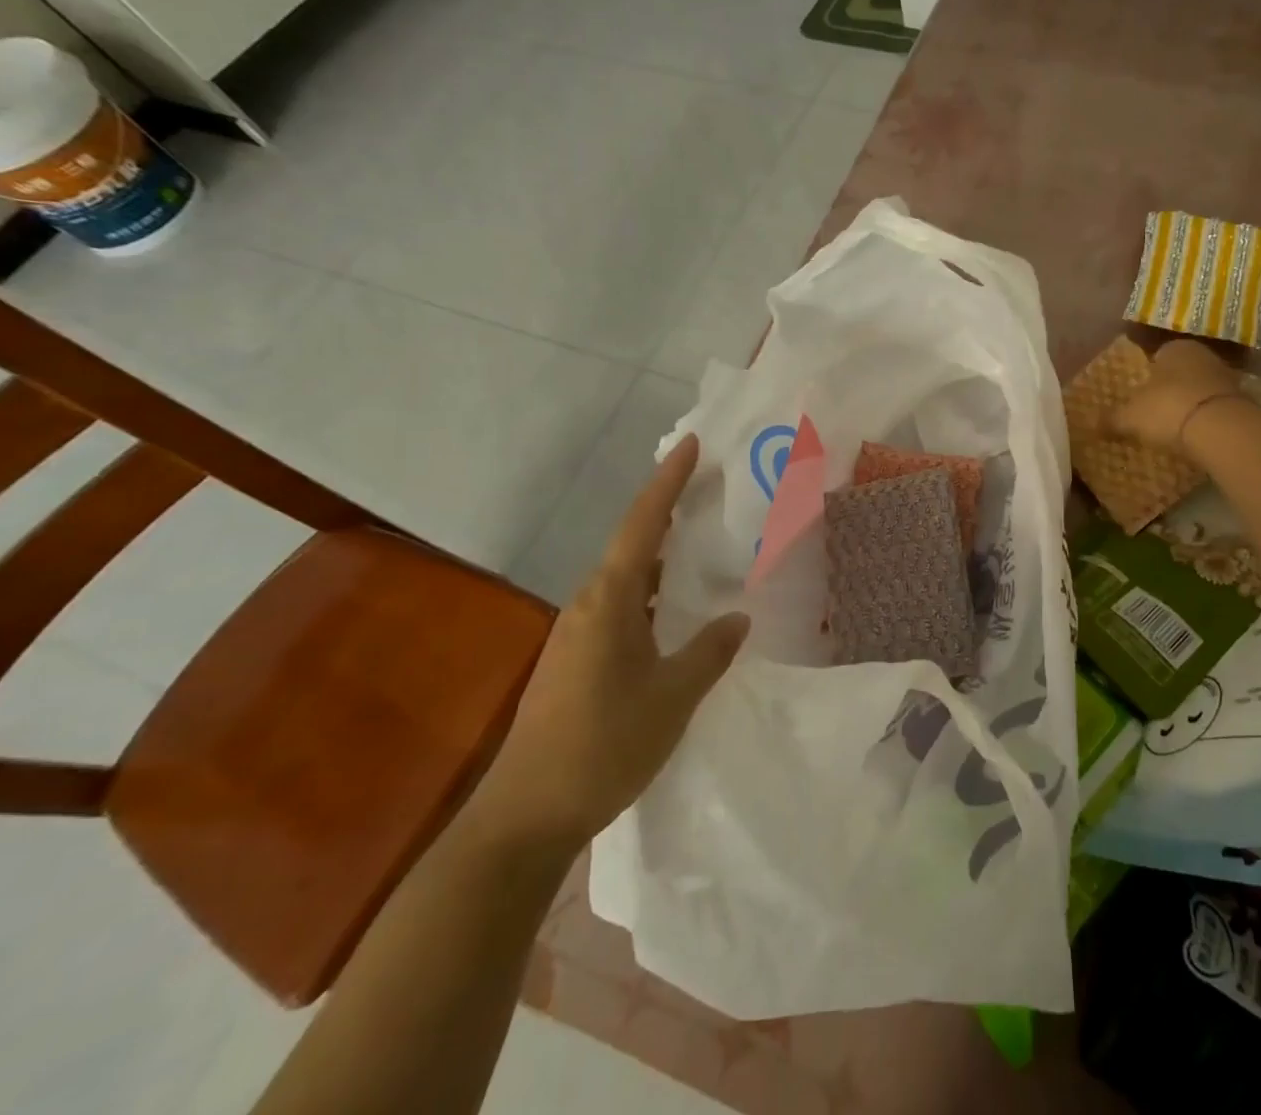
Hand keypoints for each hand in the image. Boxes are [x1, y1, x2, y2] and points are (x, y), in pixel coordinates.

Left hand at [471, 435, 746, 848]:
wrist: (523, 816)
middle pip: (630, 542)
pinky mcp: (574, 660)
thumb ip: (708, 652)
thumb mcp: (671, 698)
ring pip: (625, 577)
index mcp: (609, 601)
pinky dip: (650, 591)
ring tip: (699, 542)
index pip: (642, 524)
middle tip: (708, 490)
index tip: (691, 445)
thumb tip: (736, 617)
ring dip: (659, 555)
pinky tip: (672, 610)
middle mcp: (588, 605)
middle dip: (667, 511)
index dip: (667, 481)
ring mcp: (576, 634)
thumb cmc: (603, 747)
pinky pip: (619, 605)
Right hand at [1111, 338, 1241, 455]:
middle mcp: (1203, 355)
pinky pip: (1216, 409)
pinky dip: (1207, 420)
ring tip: (1175, 429)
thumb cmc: (1168, 409)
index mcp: (1175, 348)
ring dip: (1190, 405)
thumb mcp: (1131, 417)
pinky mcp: (1244, 402)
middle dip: (1169, 390)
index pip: (1157, 357)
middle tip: (1154, 414)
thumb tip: (1092, 425)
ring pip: (1200, 390)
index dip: (1146, 377)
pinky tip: (1197, 437)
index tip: (1139, 398)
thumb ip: (1112, 419)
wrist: (1222, 430)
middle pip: (1181, 373)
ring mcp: (1228, 377)